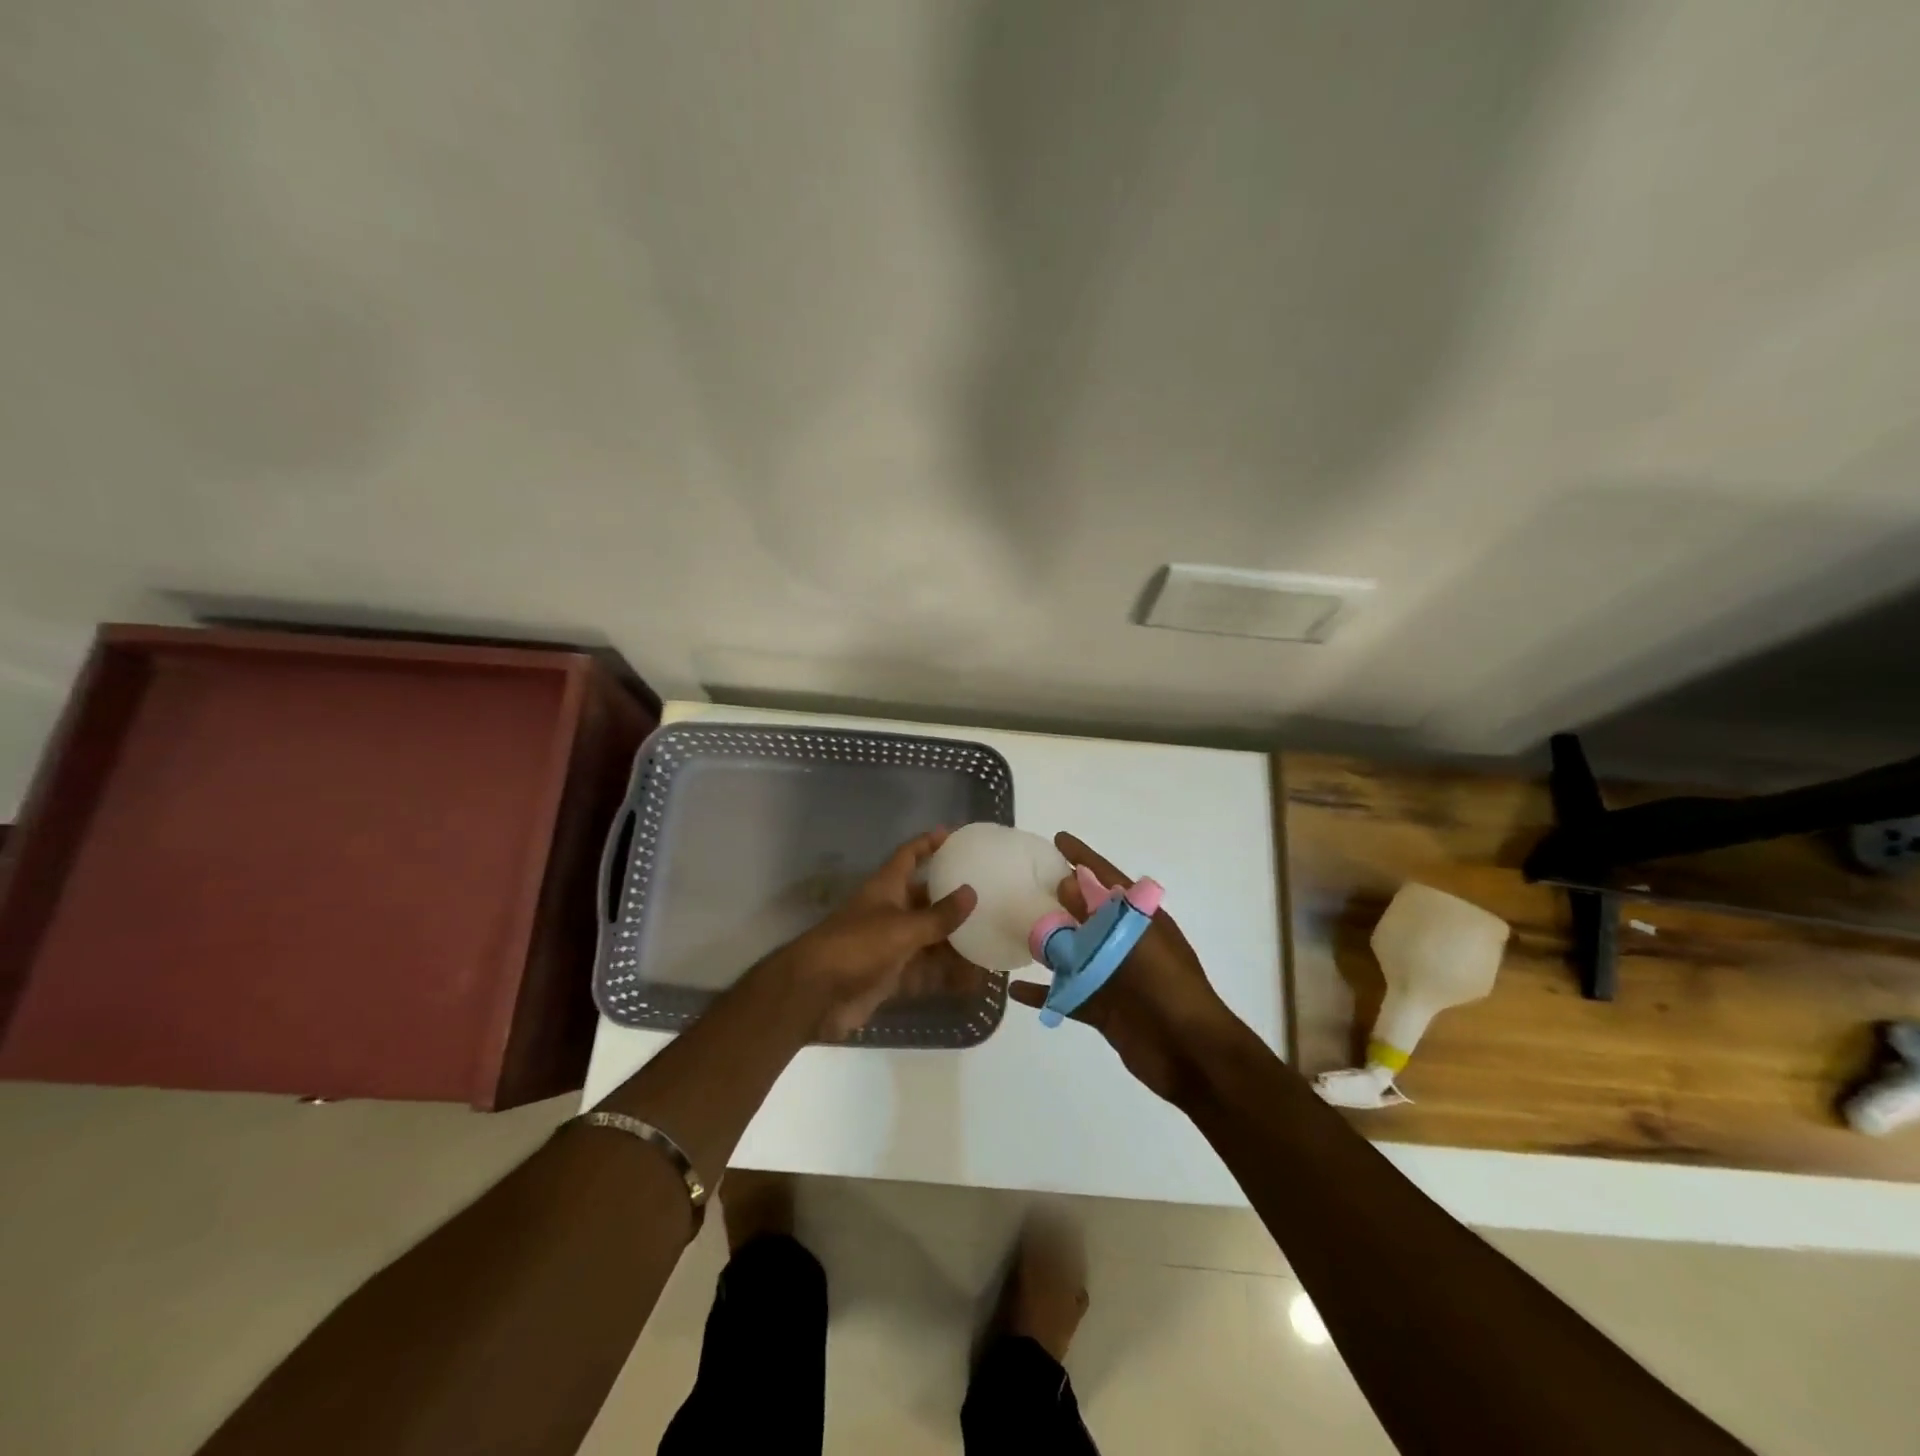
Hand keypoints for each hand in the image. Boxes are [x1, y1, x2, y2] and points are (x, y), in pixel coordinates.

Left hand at [781, 828, 979, 1039]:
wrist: (815, 994)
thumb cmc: (856, 947)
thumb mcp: (902, 927)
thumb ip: (938, 915)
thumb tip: (971, 892)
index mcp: (886, 888)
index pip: (908, 856)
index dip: (928, 843)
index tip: (954, 835)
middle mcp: (889, 912)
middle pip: (925, 900)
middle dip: (953, 900)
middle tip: (989, 897)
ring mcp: (890, 946)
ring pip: (930, 939)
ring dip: (956, 943)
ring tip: (992, 940)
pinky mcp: (891, 977)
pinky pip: (926, 972)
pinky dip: (947, 976)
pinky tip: (975, 980)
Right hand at [1009, 832, 1245, 1101]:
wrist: (1191, 1053)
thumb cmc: (1168, 987)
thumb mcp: (1133, 941)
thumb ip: (1099, 914)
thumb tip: (1065, 883)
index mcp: (1139, 920)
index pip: (1107, 878)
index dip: (1083, 857)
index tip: (1057, 839)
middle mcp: (1122, 943)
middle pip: (1083, 913)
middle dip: (1056, 898)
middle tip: (1020, 882)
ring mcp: (1111, 976)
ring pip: (1069, 953)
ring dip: (1045, 944)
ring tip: (1011, 929)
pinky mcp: (1101, 1008)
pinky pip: (1064, 995)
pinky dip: (1042, 993)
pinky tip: (1014, 989)